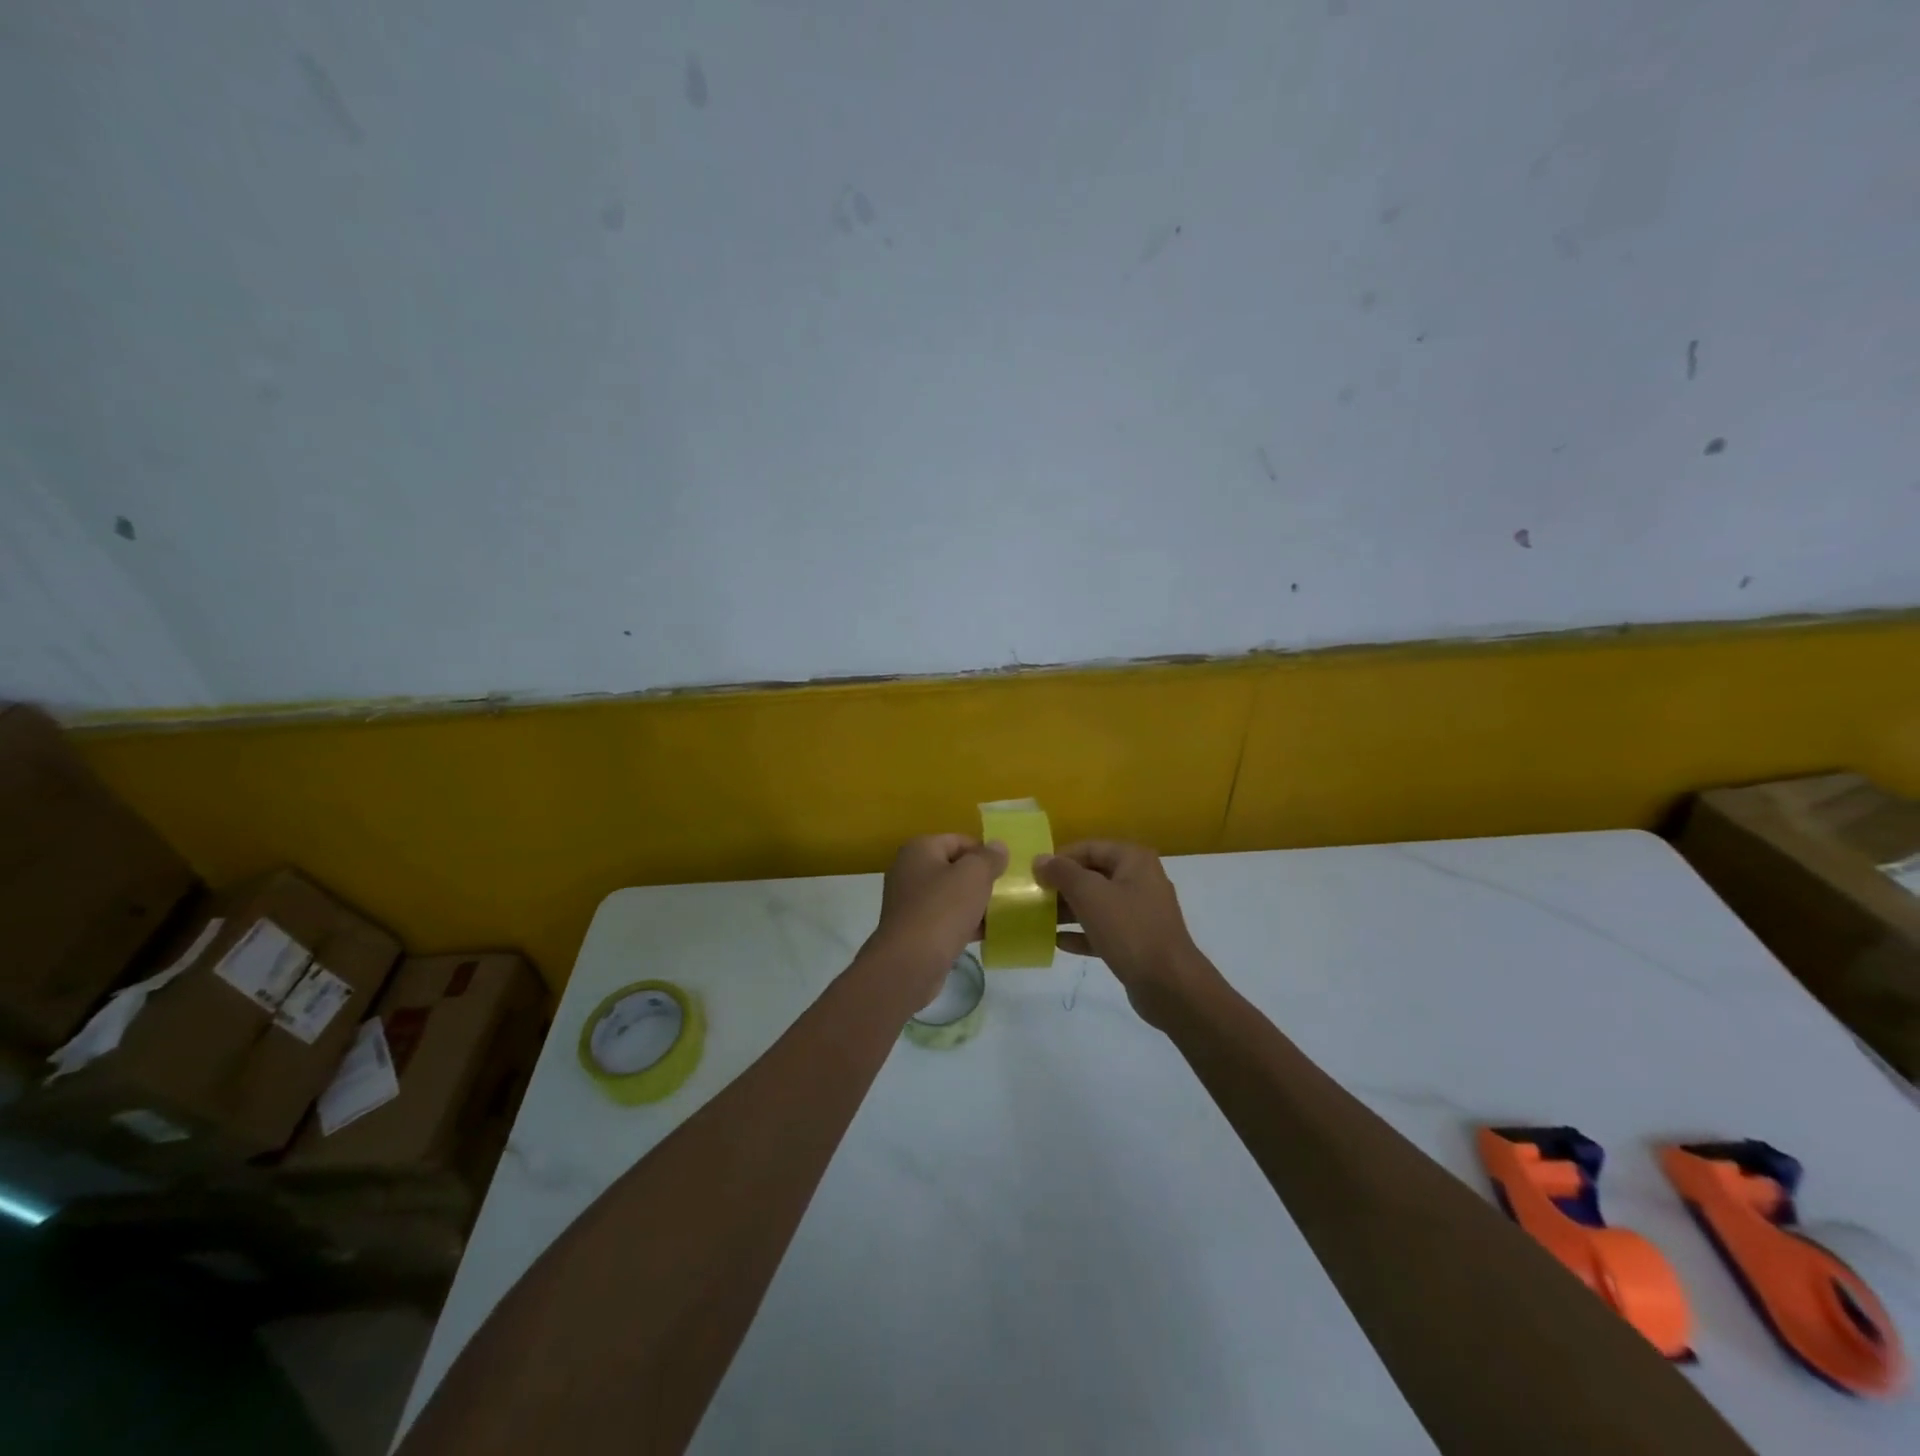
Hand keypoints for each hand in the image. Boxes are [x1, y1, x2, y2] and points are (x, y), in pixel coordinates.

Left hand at [868, 835, 1007, 1000]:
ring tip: (998, 915)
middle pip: (954, 868)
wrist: (909, 963)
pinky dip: (962, 924)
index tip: (1005, 871)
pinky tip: (983, 935)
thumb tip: (998, 846)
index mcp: (919, 849)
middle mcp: (909, 870)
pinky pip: (944, 919)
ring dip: (973, 904)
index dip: (984, 853)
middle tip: (1004, 893)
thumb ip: (989, 858)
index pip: (959, 841)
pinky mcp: (912, 929)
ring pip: (950, 896)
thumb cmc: (942, 910)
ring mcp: (908, 901)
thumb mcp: (974, 876)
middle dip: (979, 881)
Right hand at [1035, 841, 1222, 1026]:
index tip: (1035, 874)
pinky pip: (1104, 930)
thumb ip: (1062, 873)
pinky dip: (1083, 933)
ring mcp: (1141, 912)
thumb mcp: (1090, 894)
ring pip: (1098, 904)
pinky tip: (1058, 942)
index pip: (1089, 848)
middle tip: (1034, 897)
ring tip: (1040, 919)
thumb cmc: (1128, 929)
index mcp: (1134, 860)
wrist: (1169, 984)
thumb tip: (1040, 859)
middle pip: (1093, 875)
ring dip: (1069, 910)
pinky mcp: (1138, 941)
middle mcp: (1140, 880)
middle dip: (1063, 886)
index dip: (1060, 858)